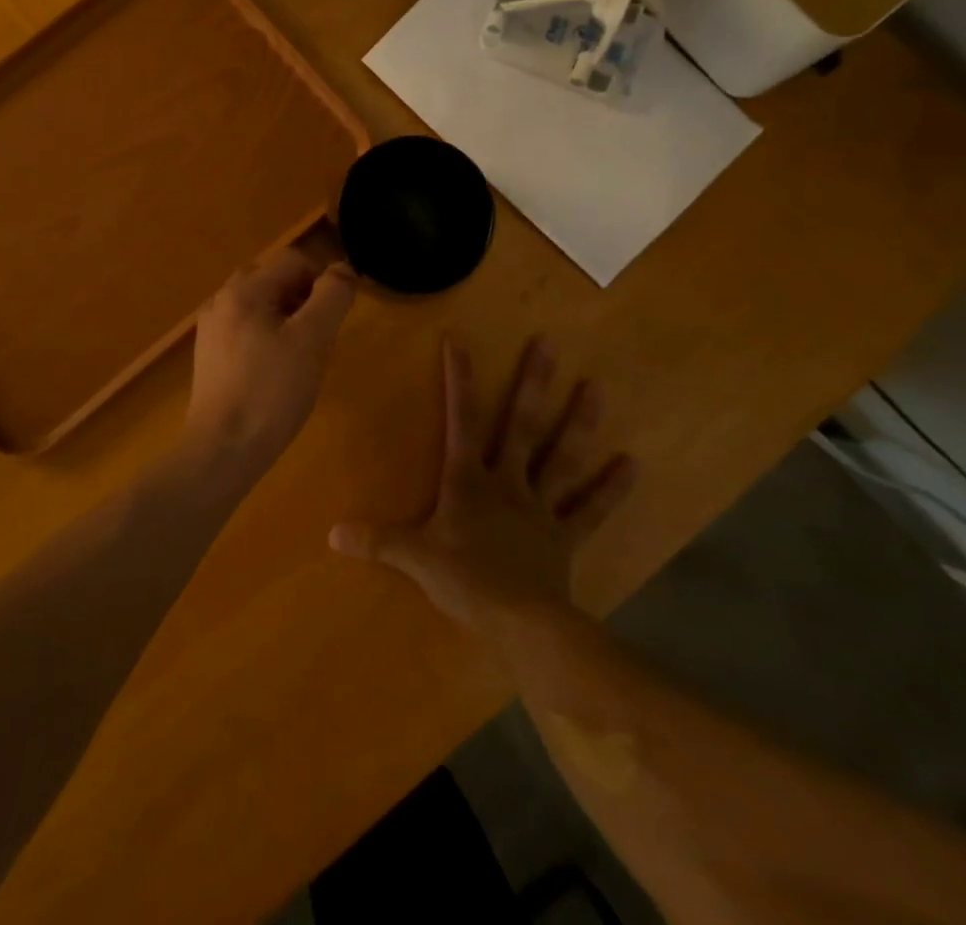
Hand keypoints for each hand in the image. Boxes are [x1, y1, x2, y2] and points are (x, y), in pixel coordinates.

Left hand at [186, 250, 356, 466]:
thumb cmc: (271, 391)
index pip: (293, 261)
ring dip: (288, 321)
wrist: (223, 449)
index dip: (322, 280)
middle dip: (304, 300)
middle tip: (320, 338)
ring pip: (261, 308)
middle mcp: (222, 302)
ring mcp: (212, 331)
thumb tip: (343, 270)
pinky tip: (277, 375)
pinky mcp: (210, 359)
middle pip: (274, 281)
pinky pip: (247, 332)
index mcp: (244, 291)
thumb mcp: (312, 340)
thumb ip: (331, 297)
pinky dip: (269, 340)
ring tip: (302, 359)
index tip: (336, 317)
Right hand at [329, 337, 634, 633]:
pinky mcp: (565, 536)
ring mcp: (541, 507)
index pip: (461, 420)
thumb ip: (377, 541)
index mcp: (469, 480)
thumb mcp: (415, 558)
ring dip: (579, 423)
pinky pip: (590, 510)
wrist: (521, 623)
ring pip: (562, 457)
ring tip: (596, 388)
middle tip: (549, 343)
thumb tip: (331, 534)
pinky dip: (612, 489)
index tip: (460, 341)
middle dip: (533, 383)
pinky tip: (634, 464)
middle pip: (521, 425)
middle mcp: (508, 482)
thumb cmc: (466, 582)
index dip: (459, 380)